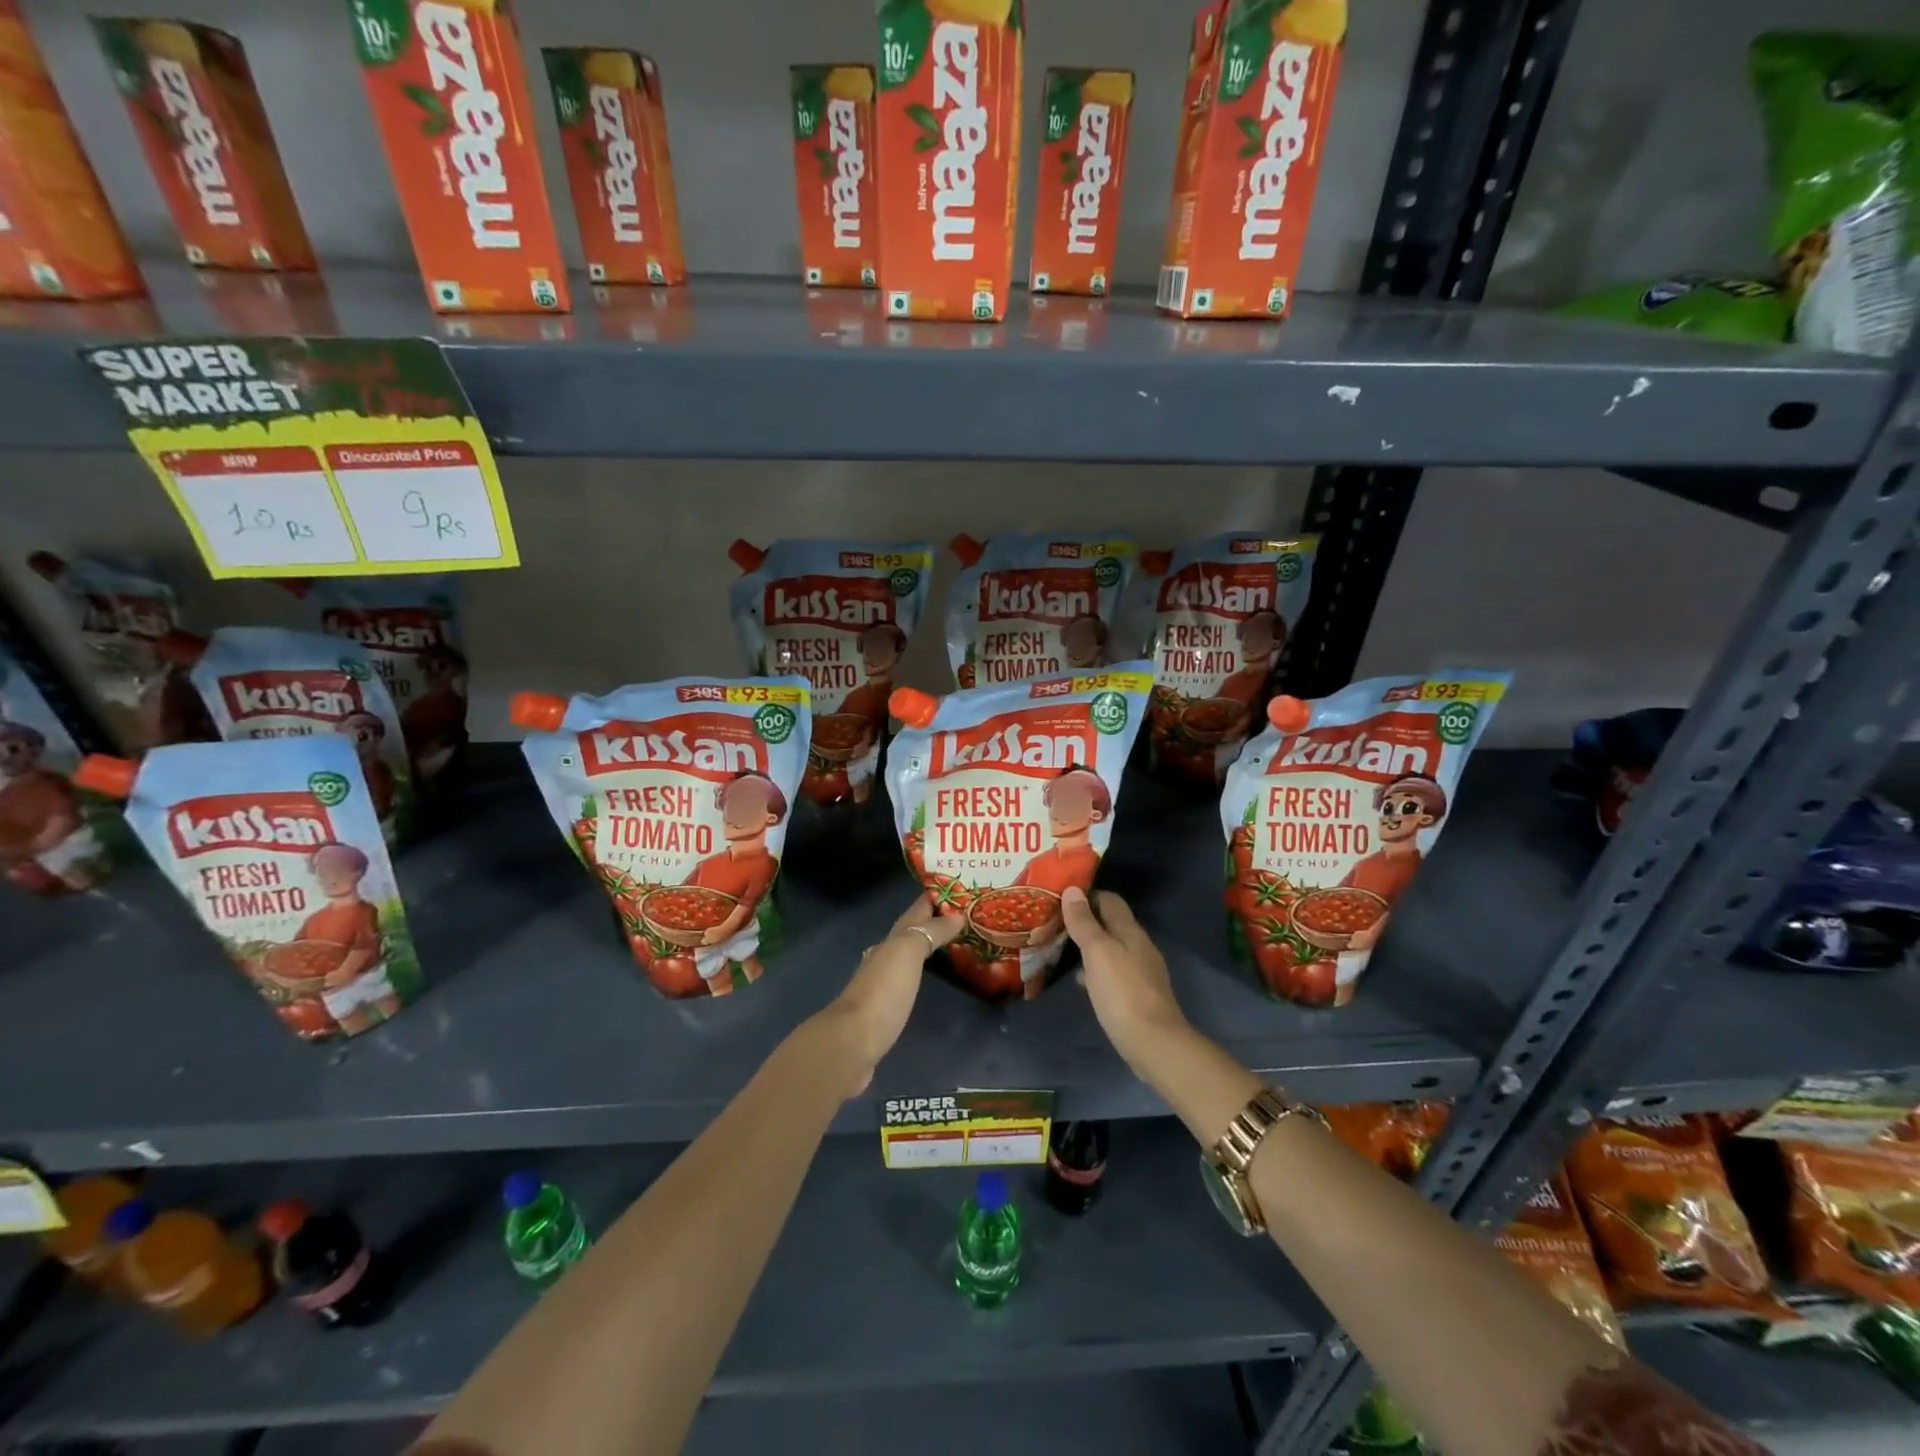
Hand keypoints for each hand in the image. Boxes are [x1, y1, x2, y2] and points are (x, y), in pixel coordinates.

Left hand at [816, 895, 962, 1095]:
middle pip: (912, 931)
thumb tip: (956, 915)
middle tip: (968, 916)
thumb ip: (930, 932)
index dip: (936, 896)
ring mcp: (884, 984)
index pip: (917, 910)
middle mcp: (885, 957)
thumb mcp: (906, 953)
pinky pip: (910, 980)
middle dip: (936, 920)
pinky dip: (924, 972)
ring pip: (909, 955)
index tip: (963, 885)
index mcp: (891, 941)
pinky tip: (932, 978)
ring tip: (959, 943)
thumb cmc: (883, 993)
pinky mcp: (887, 1010)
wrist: (852, 1043)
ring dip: (930, 945)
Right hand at [1060, 887, 1185, 1070]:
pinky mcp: (1140, 995)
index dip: (1087, 896)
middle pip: (1112, 924)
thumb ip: (1084, 923)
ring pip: (1113, 948)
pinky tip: (1085, 982)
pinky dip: (1098, 969)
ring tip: (1064, 950)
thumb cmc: (1122, 992)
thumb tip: (1073, 890)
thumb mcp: (1098, 952)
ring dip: (1091, 946)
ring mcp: (1142, 972)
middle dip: (1087, 921)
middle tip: (1056, 924)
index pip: (1110, 900)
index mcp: (1131, 931)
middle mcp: (1140, 946)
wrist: (1154, 1043)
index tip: (1061, 899)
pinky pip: (1115, 971)